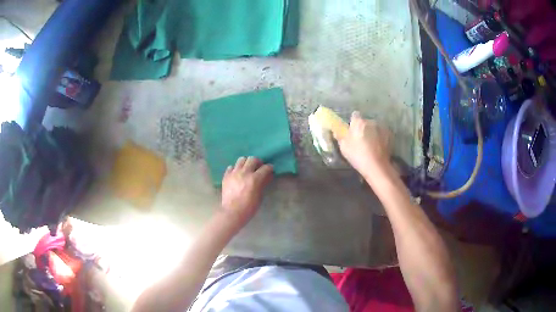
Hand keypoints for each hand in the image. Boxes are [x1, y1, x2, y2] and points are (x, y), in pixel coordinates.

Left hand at [221, 157, 273, 228]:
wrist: (232, 212)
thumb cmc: (249, 207)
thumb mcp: (259, 196)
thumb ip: (263, 184)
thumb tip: (267, 177)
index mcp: (254, 179)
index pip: (265, 168)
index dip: (269, 168)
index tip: (270, 169)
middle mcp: (244, 173)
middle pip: (252, 159)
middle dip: (258, 162)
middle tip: (259, 167)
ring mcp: (234, 173)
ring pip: (241, 160)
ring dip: (246, 163)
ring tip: (247, 169)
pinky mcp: (226, 176)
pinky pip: (231, 167)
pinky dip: (235, 169)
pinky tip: (237, 174)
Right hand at [336, 111, 391, 179]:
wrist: (377, 166)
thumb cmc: (358, 155)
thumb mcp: (344, 147)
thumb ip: (340, 136)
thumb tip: (337, 131)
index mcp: (359, 122)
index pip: (355, 116)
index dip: (353, 123)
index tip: (352, 130)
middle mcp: (371, 121)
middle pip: (365, 122)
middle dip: (363, 128)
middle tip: (361, 140)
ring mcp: (382, 128)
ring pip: (375, 128)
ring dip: (373, 133)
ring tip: (371, 145)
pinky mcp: (390, 135)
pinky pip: (382, 134)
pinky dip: (380, 138)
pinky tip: (378, 148)